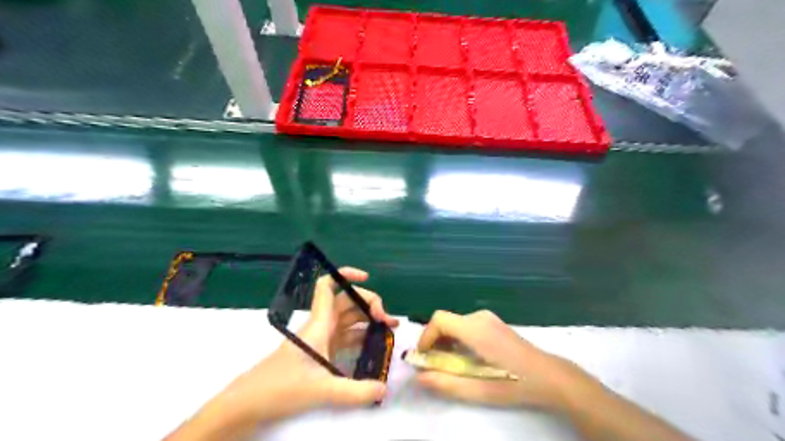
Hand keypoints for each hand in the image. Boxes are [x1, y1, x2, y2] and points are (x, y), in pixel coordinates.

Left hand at [226, 266, 398, 421]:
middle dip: (370, 304)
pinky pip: (346, 337)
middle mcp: (321, 325)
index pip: (328, 286)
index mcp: (319, 323)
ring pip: (348, 319)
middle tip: (389, 321)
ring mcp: (322, 339)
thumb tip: (385, 389)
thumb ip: (356, 391)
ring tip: (389, 330)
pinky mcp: (322, 352)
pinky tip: (374, 346)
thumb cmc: (281, 387)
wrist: (250, 402)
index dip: (346, 275)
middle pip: (347, 302)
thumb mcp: (321, 390)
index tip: (367, 278)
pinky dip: (361, 337)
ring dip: (368, 320)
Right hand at [416, 310, 588, 408]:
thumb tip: (419, 377)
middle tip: (434, 365)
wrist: (550, 376)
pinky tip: (465, 357)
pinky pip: (466, 325)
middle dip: (434, 341)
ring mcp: (488, 318)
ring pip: (455, 323)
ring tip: (449, 364)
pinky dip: (457, 338)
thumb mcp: (480, 390)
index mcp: (476, 330)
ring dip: (446, 341)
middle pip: (446, 321)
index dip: (426, 336)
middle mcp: (480, 317)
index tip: (423, 357)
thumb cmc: (515, 384)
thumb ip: (447, 383)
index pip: (439, 319)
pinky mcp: (493, 322)